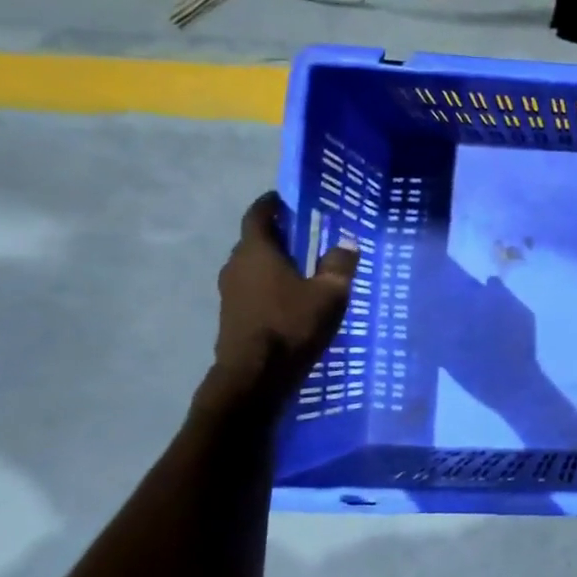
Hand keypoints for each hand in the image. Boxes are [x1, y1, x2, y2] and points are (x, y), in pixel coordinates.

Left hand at [201, 192, 358, 409]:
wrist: (254, 377)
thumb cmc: (292, 325)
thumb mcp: (330, 293)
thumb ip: (339, 265)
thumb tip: (346, 243)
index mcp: (257, 251)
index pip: (259, 214)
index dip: (272, 204)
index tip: (289, 200)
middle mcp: (236, 266)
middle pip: (255, 240)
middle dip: (279, 235)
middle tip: (307, 235)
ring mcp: (230, 292)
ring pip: (253, 266)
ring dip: (274, 263)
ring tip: (304, 268)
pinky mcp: (233, 315)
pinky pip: (253, 288)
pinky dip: (270, 285)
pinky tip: (292, 298)